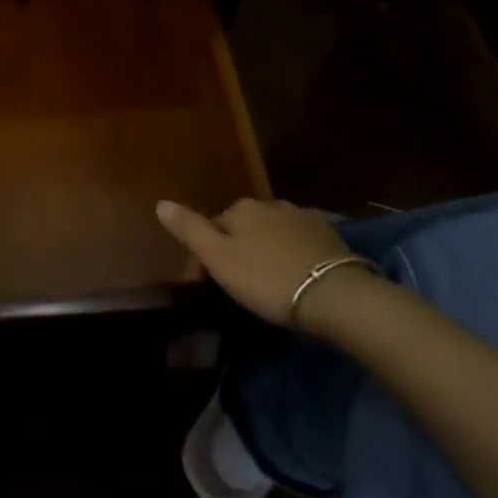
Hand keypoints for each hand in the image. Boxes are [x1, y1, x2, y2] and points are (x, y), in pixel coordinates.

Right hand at [156, 198, 369, 331]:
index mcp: (239, 209)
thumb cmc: (268, 279)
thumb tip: (160, 202)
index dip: (204, 257)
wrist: (337, 295)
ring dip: (265, 250)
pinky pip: (299, 240)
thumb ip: (189, 229)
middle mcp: (269, 204)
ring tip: (268, 283)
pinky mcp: (329, 235)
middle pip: (242, 227)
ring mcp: (302, 217)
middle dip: (236, 250)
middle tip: (238, 287)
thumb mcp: (219, 259)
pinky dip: (292, 253)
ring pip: (271, 232)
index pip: (211, 228)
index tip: (205, 287)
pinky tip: (297, 274)